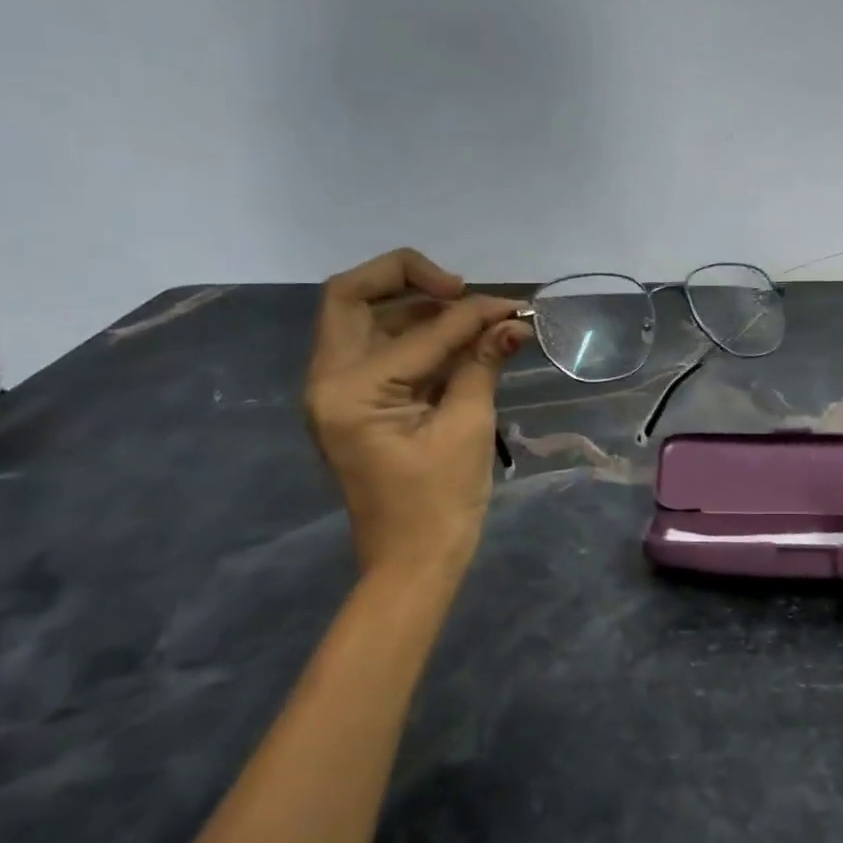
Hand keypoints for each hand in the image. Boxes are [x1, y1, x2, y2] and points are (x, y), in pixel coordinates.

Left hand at [305, 248, 531, 579]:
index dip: (472, 313)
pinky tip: (457, 341)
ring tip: (470, 317)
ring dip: (413, 307)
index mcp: (350, 391)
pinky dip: (414, 336)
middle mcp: (328, 382)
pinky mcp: (354, 404)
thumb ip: (483, 364)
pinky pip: (377, 349)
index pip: (419, 330)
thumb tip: (514, 322)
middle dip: (407, 279)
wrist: (412, 564)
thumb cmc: (440, 503)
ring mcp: (336, 393)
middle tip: (460, 289)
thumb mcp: (467, 427)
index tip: (514, 308)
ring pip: (363, 319)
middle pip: (351, 298)